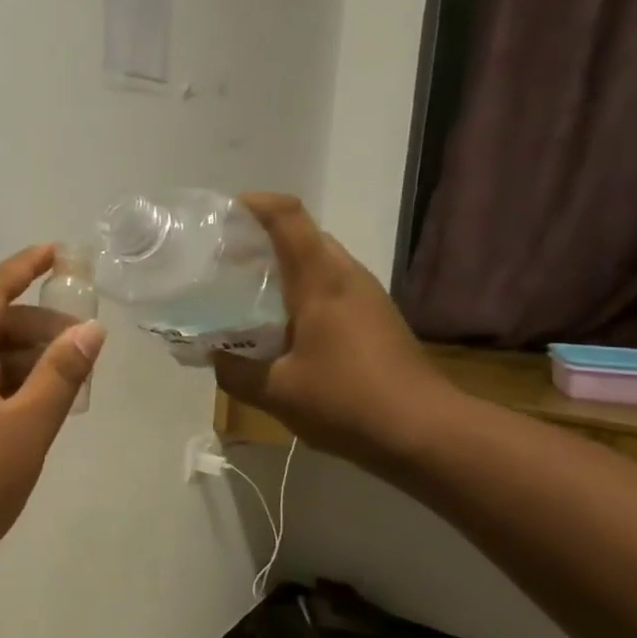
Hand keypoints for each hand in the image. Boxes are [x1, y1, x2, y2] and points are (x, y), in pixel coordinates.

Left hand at [0, 246, 104, 591]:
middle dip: (37, 328)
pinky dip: (4, 385)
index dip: (25, 268)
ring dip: (23, 361)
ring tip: (68, 378)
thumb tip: (91, 330)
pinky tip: (35, 404)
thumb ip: (61, 373)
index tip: (56, 251)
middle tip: (83, 344)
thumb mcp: (28, 425)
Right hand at [212, 193, 453, 465]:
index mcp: (321, 280)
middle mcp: (346, 276)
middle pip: (302, 236)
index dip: (254, 205)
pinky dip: (298, 291)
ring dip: (281, 268)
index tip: (222, 214)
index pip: (288, 217)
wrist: (424, 432)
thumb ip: (234, 370)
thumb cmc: (346, 401)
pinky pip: (329, 287)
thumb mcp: (276, 391)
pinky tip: (279, 326)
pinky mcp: (375, 319)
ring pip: (317, 262)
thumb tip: (212, 355)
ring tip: (243, 292)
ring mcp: (366, 296)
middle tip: (221, 261)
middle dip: (260, 240)